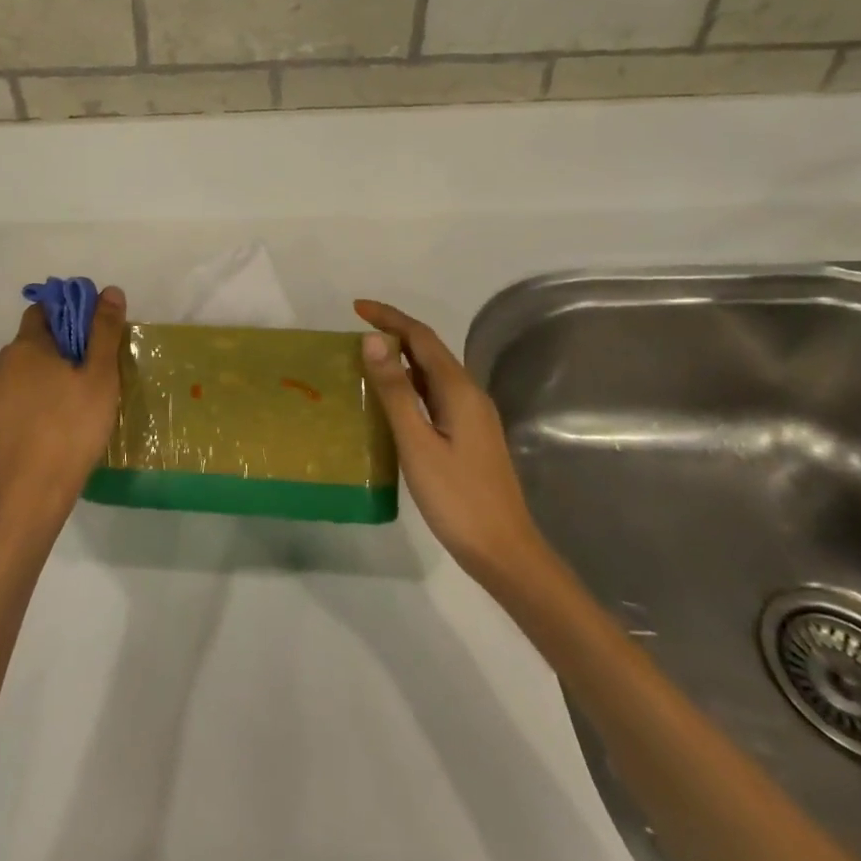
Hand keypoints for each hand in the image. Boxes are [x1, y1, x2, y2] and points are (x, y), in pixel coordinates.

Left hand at [0, 286, 126, 539]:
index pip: (40, 315)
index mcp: (27, 348)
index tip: (82, 341)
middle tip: (75, 385)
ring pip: (8, 382)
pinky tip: (31, 442)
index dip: (62, 321)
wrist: (28, 496)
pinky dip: (12, 419)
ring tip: (55, 417)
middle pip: (25, 350)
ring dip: (27, 388)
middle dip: (47, 358)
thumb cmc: (71, 429)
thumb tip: (109, 290)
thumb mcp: (100, 378)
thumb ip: (104, 331)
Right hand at [355, 299, 552, 597]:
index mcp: (459, 390)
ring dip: (402, 358)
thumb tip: (373, 340)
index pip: (421, 337)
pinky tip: (392, 400)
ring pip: (433, 373)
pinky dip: (410, 384)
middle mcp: (469, 394)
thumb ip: (395, 391)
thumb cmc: (457, 498)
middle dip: (395, 332)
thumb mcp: (417, 443)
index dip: (389, 317)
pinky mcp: (469, 435)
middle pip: (429, 350)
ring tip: (366, 358)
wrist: (505, 553)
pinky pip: (435, 394)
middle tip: (356, 329)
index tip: (356, 307)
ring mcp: (472, 416)